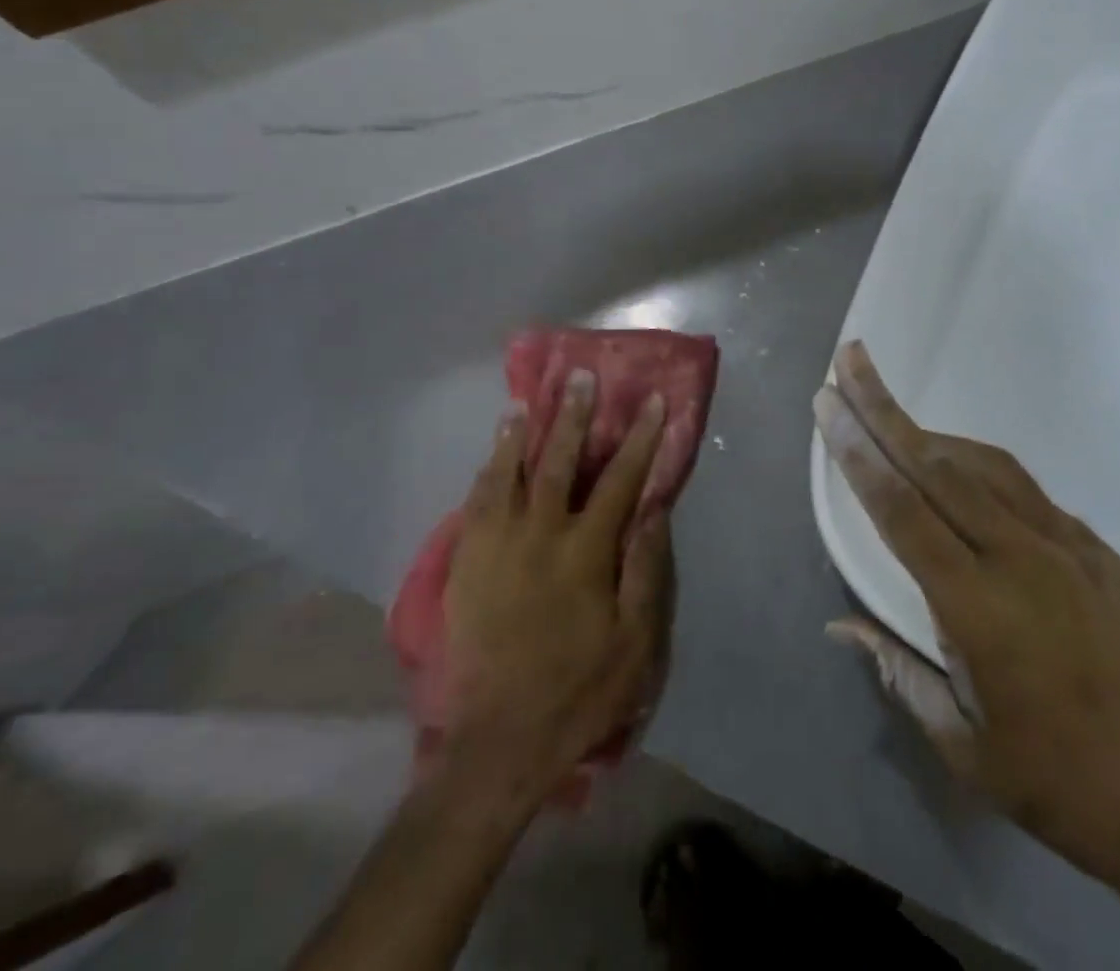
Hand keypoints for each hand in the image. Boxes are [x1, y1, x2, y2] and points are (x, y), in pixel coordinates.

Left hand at [436, 371, 673, 795]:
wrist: (501, 741)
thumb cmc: (580, 689)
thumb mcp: (635, 641)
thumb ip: (645, 569)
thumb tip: (653, 509)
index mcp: (585, 552)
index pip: (620, 479)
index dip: (640, 438)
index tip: (653, 402)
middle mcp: (539, 536)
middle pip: (558, 462)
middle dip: (573, 417)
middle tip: (578, 378)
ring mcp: (496, 548)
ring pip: (507, 475)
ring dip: (518, 435)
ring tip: (524, 404)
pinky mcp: (466, 566)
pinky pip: (475, 505)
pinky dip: (486, 473)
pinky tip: (491, 457)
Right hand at [815, 342, 1119, 967]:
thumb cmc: (1071, 790)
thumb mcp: (967, 750)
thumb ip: (901, 674)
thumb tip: (843, 624)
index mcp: (979, 606)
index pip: (901, 509)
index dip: (857, 452)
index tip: (827, 404)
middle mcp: (1021, 556)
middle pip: (936, 464)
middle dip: (883, 409)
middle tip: (849, 360)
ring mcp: (1069, 546)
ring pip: (985, 467)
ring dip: (931, 434)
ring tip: (892, 417)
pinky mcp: (1102, 552)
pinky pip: (1028, 492)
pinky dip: (982, 468)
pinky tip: (965, 474)